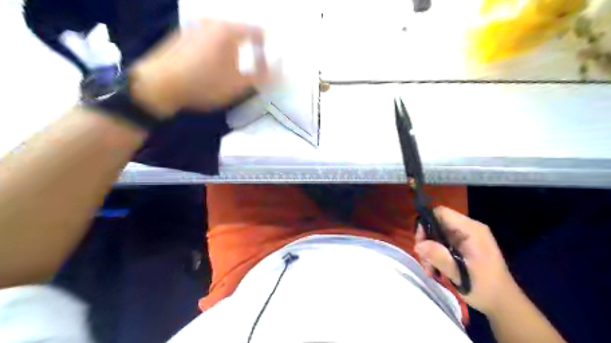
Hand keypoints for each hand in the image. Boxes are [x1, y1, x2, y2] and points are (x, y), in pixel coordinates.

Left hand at [128, 20, 267, 118]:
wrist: (159, 85)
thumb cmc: (205, 84)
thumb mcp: (239, 84)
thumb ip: (263, 75)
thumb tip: (280, 69)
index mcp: (229, 30)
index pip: (259, 32)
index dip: (269, 46)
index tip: (273, 60)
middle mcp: (212, 21)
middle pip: (241, 31)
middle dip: (252, 47)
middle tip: (257, 64)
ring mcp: (195, 26)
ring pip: (224, 35)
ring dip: (235, 48)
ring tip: (237, 66)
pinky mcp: (183, 35)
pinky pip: (210, 38)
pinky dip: (219, 48)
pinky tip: (215, 64)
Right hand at [415, 205, 513, 314]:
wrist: (504, 304)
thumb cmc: (485, 287)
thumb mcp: (459, 274)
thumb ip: (438, 256)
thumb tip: (418, 245)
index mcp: (471, 230)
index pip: (441, 213)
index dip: (426, 223)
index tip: (421, 243)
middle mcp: (468, 229)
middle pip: (436, 224)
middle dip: (427, 242)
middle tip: (424, 261)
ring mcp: (466, 237)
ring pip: (437, 235)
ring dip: (430, 251)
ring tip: (431, 271)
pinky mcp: (464, 245)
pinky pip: (443, 243)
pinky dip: (436, 255)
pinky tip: (436, 270)